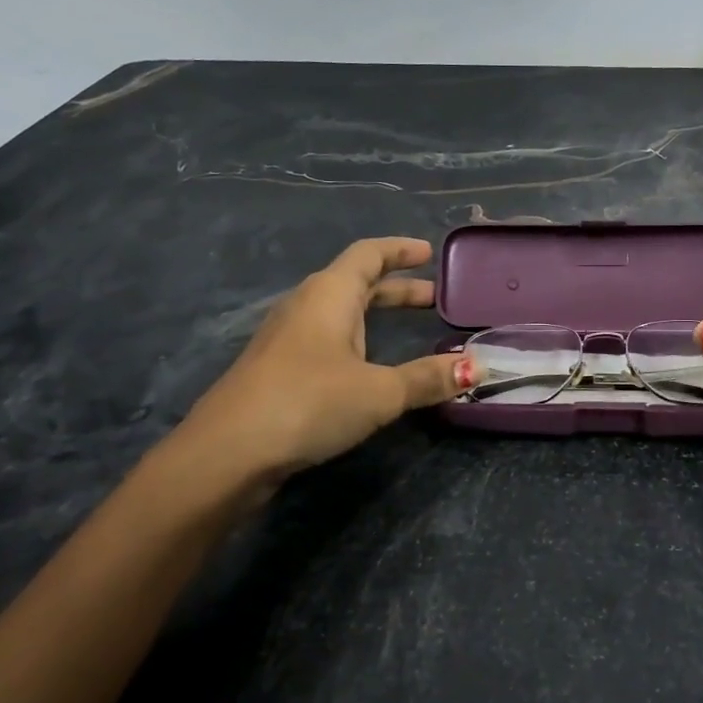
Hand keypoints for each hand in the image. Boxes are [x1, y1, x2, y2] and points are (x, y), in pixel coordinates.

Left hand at [149, 238, 473, 510]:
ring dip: (375, 316)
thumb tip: (476, 368)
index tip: (429, 253)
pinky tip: (366, 369)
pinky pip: (326, 340)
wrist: (226, 453)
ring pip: (339, 314)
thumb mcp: (379, 391)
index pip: (368, 254)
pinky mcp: (277, 370)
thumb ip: (427, 378)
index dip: (400, 250)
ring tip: (406, 331)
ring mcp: (286, 339)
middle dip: (396, 289)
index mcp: (329, 294)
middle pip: (355, 283)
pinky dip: (356, 341)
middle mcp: (305, 307)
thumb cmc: (309, 402)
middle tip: (433, 299)